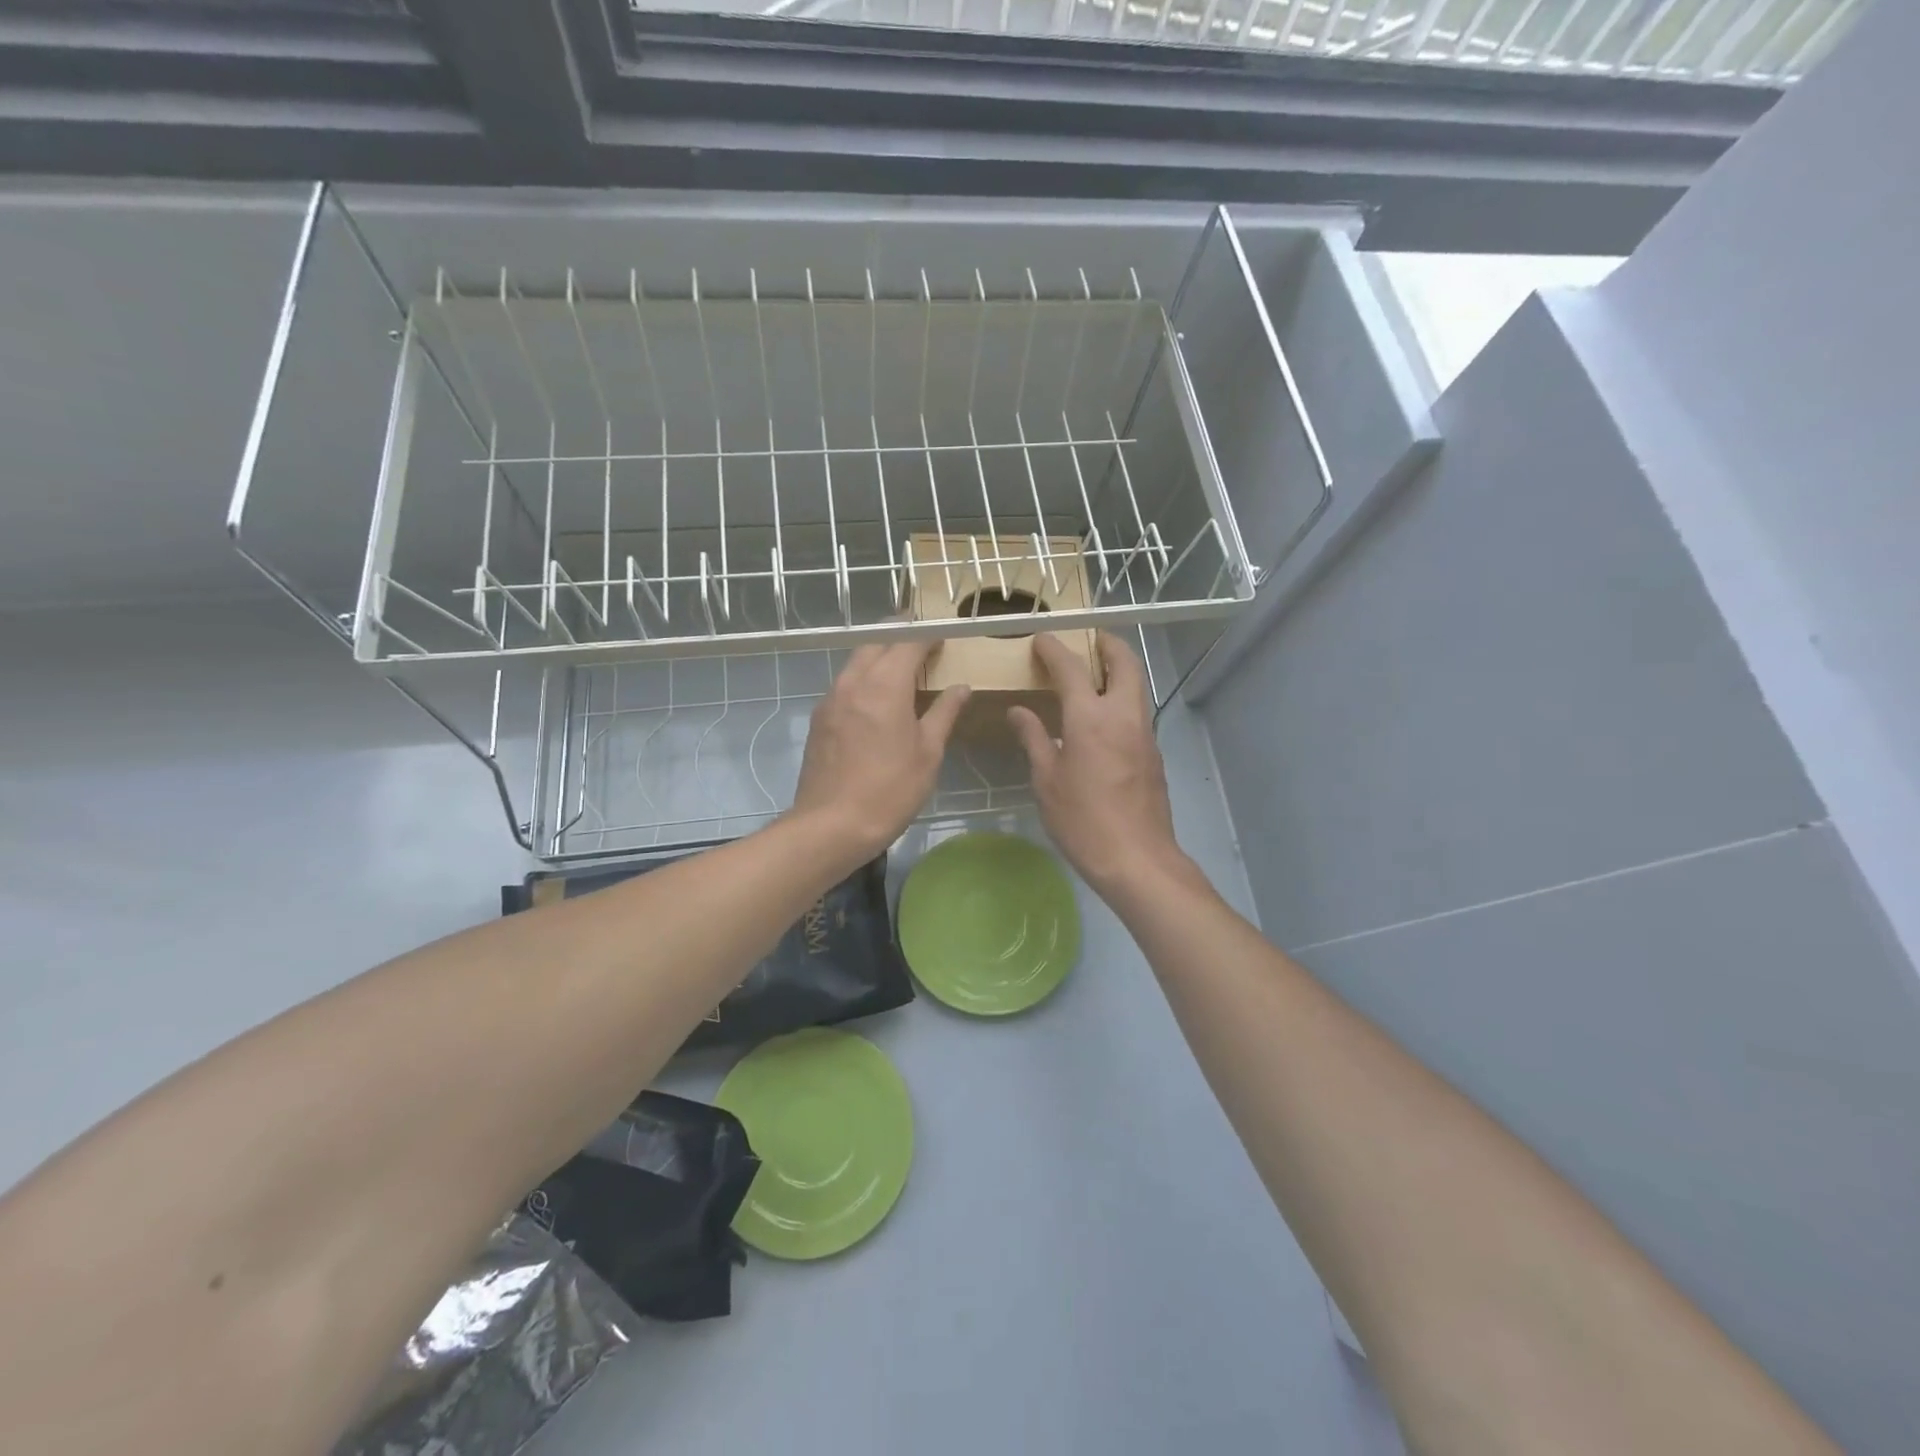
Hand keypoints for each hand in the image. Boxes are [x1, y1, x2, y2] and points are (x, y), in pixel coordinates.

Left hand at [791, 639, 969, 863]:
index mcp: (885, 685)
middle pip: (877, 643)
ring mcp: (831, 699)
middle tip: (923, 646)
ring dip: (879, 657)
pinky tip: (876, 702)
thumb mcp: (928, 753)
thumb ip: (944, 713)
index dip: (927, 634)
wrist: (831, 825)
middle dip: (900, 637)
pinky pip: (844, 684)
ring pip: (856, 662)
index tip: (942, 636)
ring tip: (901, 672)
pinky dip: (863, 680)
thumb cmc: (890, 790)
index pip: (907, 641)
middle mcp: (854, 682)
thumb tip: (961, 687)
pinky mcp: (819, 719)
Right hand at [1007, 632, 1191, 898]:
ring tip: (1093, 674)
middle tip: (1088, 641)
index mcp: (1090, 718)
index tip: (1042, 638)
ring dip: (1118, 669)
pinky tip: (1102, 718)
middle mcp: (1123, 715)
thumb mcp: (1047, 780)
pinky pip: (1137, 710)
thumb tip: (1018, 711)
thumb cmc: (1082, 820)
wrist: (1137, 859)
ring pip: (1136, 685)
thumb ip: (1034, 739)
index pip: (1071, 668)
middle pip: (1124, 662)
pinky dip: (1122, 697)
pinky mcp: (1153, 753)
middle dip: (1106, 644)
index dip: (1054, 648)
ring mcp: (1144, 733)